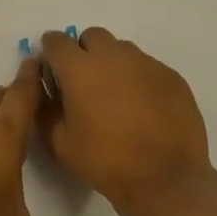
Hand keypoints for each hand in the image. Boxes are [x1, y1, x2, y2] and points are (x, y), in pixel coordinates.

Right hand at [39, 27, 211, 213]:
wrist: (166, 179)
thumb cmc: (105, 161)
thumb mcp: (59, 142)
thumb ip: (45, 108)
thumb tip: (44, 87)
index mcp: (79, 68)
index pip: (56, 41)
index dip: (51, 53)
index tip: (53, 71)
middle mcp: (113, 56)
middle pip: (92, 37)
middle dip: (83, 52)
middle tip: (84, 83)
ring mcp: (146, 63)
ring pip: (122, 49)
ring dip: (112, 63)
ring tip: (115, 96)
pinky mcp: (172, 76)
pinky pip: (147, 66)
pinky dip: (138, 78)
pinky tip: (142, 107)